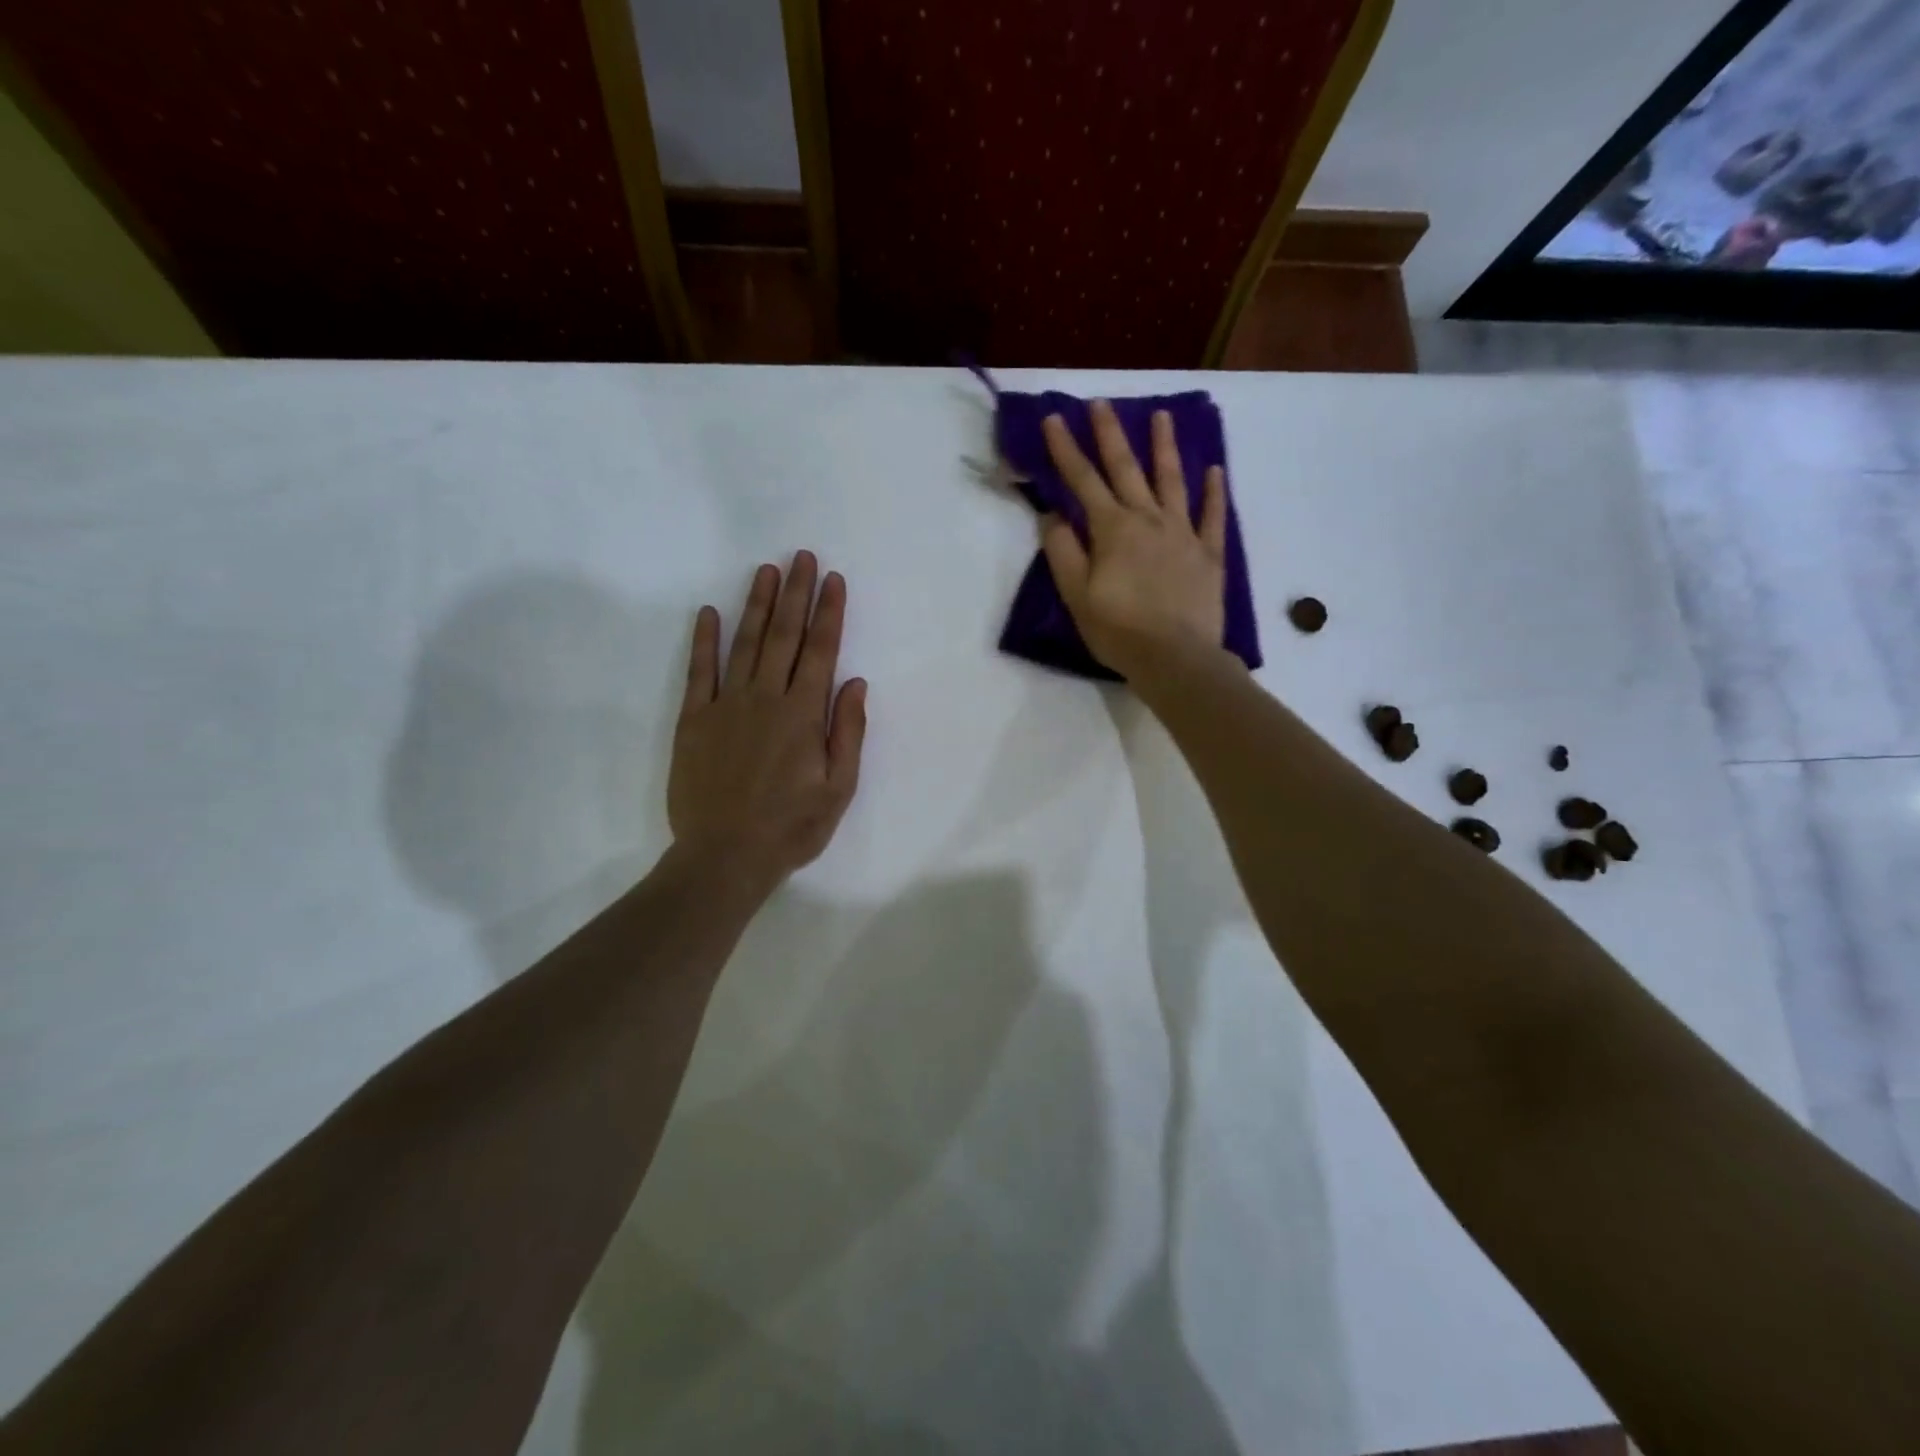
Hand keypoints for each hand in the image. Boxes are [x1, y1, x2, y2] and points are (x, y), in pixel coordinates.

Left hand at [669, 552, 866, 891]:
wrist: (725, 856)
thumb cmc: (791, 827)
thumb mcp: (839, 788)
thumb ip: (848, 732)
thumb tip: (855, 682)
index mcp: (803, 715)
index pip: (821, 651)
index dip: (829, 613)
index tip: (834, 580)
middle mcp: (766, 698)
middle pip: (785, 636)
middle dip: (797, 594)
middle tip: (803, 557)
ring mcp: (726, 705)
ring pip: (746, 643)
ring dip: (758, 605)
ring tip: (767, 571)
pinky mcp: (694, 720)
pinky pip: (699, 671)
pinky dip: (704, 640)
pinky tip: (709, 612)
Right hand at [1039, 400, 1227, 677]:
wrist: (1176, 658)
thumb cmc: (1119, 630)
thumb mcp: (1077, 595)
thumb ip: (1063, 552)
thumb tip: (1052, 515)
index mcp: (1112, 529)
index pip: (1083, 481)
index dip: (1065, 450)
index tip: (1053, 418)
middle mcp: (1148, 520)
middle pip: (1127, 469)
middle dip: (1110, 434)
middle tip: (1102, 402)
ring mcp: (1183, 534)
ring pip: (1173, 481)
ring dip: (1165, 447)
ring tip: (1162, 415)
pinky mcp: (1209, 554)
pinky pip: (1214, 516)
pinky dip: (1214, 492)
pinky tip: (1215, 470)